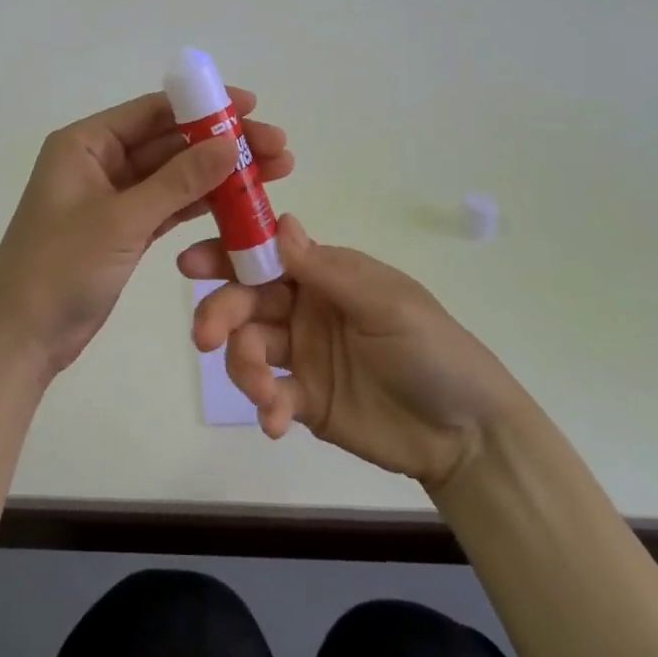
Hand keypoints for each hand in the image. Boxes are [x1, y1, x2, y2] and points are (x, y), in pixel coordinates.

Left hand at [0, 88, 292, 377]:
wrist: (20, 336)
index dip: (205, 106)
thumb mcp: (122, 220)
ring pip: (175, 176)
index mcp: (85, 143)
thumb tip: (230, 143)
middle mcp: (100, 162)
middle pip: (170, 143)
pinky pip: (170, 207)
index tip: (253, 107)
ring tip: (274, 173)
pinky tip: (241, 203)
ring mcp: (114, 198)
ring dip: (219, 175)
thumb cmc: (60, 267)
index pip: (153, 111)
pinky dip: (202, 205)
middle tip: (278, 148)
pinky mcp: (125, 231)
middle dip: (222, 144)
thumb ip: (178, 181)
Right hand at [179, 215, 514, 490]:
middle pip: (247, 302)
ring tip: (265, 391)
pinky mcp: (305, 401)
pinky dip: (265, 407)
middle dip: (222, 314)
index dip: (226, 255)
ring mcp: (303, 356)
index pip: (266, 255)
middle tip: (207, 337)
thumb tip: (280, 223)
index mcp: (325, 275)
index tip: (191, 264)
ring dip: (244, 366)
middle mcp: (306, 309)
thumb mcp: (386, 304)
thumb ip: (327, 271)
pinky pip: (270, 396)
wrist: (467, 433)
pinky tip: (276, 422)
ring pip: (250, 348)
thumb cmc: (432, 350)